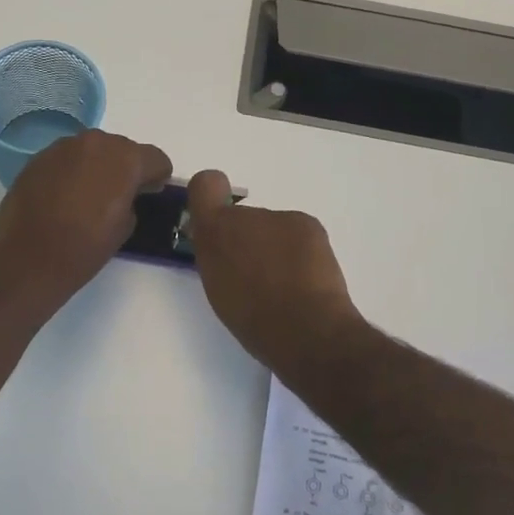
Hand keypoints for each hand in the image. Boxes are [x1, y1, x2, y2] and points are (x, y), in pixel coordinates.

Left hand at [0, 130, 171, 298]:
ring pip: (92, 150)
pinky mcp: (38, 158)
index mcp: (124, 159)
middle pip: (122, 148)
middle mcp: (95, 143)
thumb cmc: (84, 248)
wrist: (28, 258)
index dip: (157, 177)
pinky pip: (66, 159)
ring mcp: (62, 147)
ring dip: (97, 166)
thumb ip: (133, 199)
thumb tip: (125, 193)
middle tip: (119, 195)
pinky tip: (63, 197)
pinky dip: (71, 171)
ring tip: (89, 196)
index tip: (151, 193)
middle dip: (125, 168)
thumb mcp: (125, 227)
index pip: (155, 158)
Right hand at [185, 170, 365, 371]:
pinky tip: (306, 279)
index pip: (205, 185)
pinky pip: (297, 233)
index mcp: (213, 233)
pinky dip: (300, 251)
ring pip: (272, 228)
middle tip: (258, 275)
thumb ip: (215, 257)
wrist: (304, 329)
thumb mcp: (218, 289)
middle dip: (247, 239)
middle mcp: (244, 216)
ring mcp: (279, 217)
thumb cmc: (252, 319)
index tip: (216, 223)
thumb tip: (223, 246)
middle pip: (242, 217)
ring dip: (275, 247)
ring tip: (286, 284)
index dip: (210, 197)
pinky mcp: (308, 224)